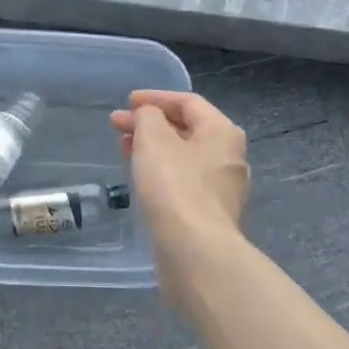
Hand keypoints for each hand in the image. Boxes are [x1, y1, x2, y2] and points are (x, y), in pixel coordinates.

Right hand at [110, 90, 249, 256]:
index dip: (155, 97)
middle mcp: (229, 157)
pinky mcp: (209, 214)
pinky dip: (160, 172)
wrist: (194, 251)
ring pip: (183, 157)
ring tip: (124, 149)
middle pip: (187, 129)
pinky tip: (140, 178)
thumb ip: (148, 116)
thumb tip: (148, 117)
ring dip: (153, 148)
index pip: (188, 102)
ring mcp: (221, 189)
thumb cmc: (174, 186)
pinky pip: (182, 182)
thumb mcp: (154, 139)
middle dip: (150, 124)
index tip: (126, 102)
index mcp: (222, 132)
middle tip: (118, 126)